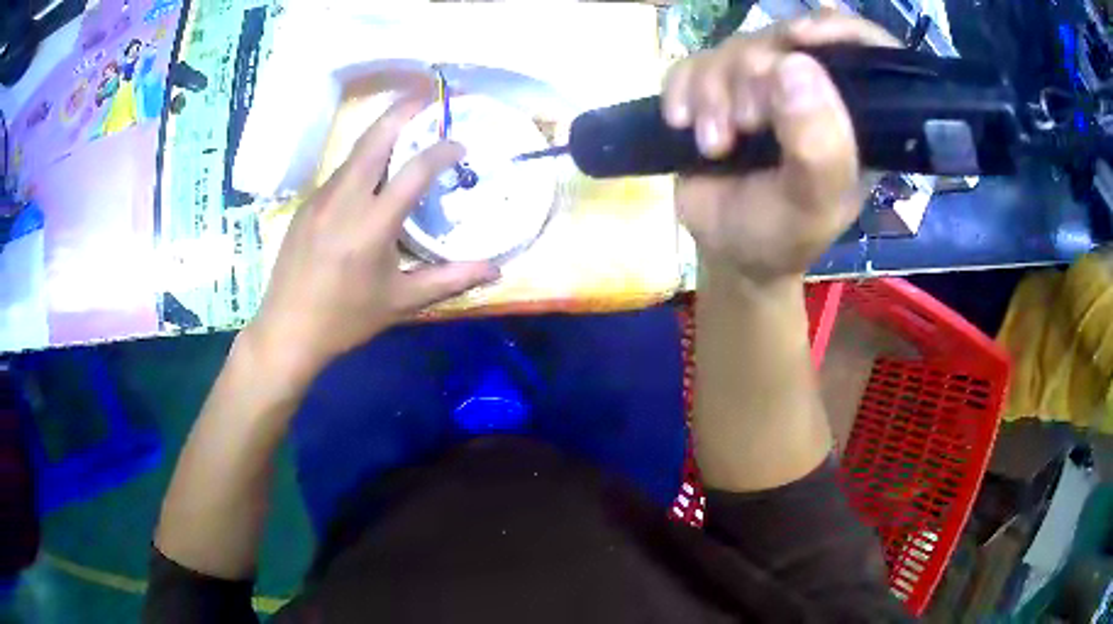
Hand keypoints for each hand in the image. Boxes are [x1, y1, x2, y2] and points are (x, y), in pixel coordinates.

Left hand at [241, 99, 498, 385]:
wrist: (286, 331)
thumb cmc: (345, 319)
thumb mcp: (401, 301)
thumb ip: (451, 279)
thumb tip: (496, 269)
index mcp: (372, 224)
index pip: (414, 170)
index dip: (442, 150)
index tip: (460, 145)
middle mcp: (344, 199)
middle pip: (375, 138)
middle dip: (403, 110)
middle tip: (428, 96)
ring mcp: (320, 198)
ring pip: (355, 151)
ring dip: (383, 131)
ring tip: (407, 124)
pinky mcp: (306, 205)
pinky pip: (340, 171)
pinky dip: (364, 158)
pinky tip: (374, 169)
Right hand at [664, 11, 897, 284]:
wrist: (729, 251)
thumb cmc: (783, 234)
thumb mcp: (812, 204)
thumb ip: (819, 147)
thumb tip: (795, 65)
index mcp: (852, 113)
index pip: (863, 47)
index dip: (837, 30)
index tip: (801, 39)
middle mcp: (811, 88)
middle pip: (781, 39)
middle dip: (753, 79)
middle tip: (745, 128)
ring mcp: (760, 84)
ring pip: (732, 48)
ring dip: (712, 93)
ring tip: (714, 144)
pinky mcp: (716, 87)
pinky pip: (692, 62)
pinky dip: (681, 90)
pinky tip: (682, 123)